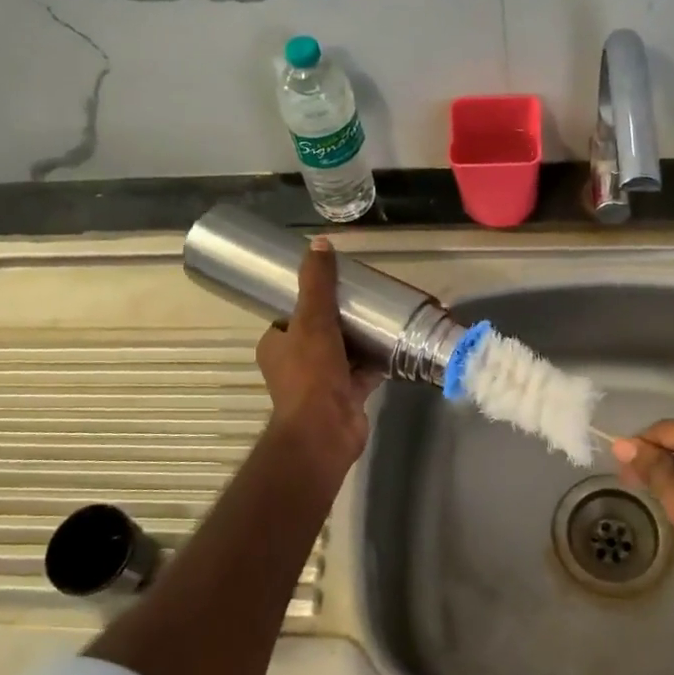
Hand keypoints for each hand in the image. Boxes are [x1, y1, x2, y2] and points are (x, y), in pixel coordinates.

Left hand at [255, 237, 380, 486]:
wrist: (325, 431)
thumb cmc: (311, 374)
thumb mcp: (312, 320)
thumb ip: (317, 284)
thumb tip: (319, 243)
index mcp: (277, 344)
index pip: (291, 314)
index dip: (311, 298)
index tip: (337, 284)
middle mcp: (295, 363)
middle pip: (321, 331)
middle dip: (343, 317)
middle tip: (367, 298)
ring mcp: (321, 382)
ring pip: (344, 351)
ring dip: (361, 338)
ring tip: (385, 315)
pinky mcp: (346, 395)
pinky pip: (364, 371)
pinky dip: (377, 360)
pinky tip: (397, 344)